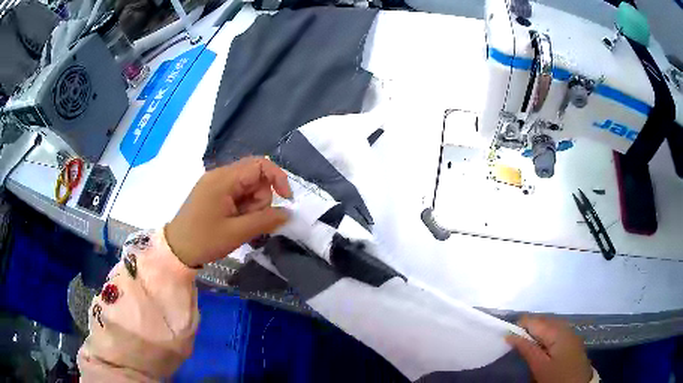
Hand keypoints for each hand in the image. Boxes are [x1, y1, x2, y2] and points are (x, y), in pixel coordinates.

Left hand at [166, 157, 291, 267]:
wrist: (176, 249)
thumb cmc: (204, 240)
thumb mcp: (237, 233)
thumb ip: (265, 220)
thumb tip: (288, 213)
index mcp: (224, 179)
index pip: (260, 165)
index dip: (278, 178)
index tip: (286, 200)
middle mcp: (220, 175)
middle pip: (255, 178)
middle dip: (260, 200)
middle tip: (249, 221)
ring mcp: (215, 184)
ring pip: (248, 188)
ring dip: (251, 207)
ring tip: (239, 225)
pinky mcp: (213, 193)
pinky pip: (238, 194)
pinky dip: (243, 208)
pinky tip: (235, 223)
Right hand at [506, 316, 592, 382]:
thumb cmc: (557, 377)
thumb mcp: (539, 366)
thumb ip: (526, 348)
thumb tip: (510, 335)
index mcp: (557, 331)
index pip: (535, 320)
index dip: (520, 324)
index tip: (506, 333)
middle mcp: (565, 327)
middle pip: (544, 320)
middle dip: (528, 326)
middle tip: (514, 339)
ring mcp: (571, 332)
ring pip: (550, 324)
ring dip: (537, 330)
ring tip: (524, 342)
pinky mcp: (572, 340)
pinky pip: (556, 330)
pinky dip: (545, 334)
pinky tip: (540, 344)